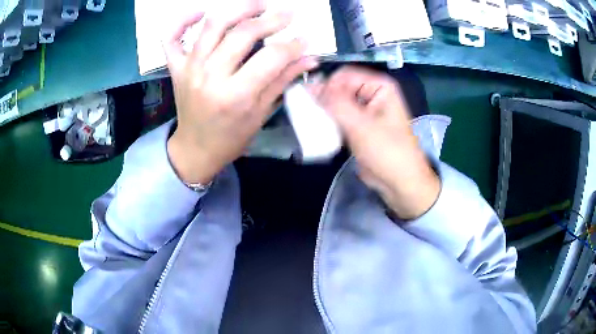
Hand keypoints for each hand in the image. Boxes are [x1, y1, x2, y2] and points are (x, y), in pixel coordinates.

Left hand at [164, 4, 317, 183]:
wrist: (195, 149)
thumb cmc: (230, 137)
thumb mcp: (261, 113)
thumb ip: (283, 80)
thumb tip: (309, 58)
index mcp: (235, 95)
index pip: (271, 57)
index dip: (293, 45)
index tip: (305, 39)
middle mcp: (210, 76)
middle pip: (243, 34)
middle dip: (272, 20)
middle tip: (288, 13)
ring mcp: (189, 69)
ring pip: (213, 26)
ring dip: (238, 9)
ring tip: (258, 5)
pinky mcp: (176, 68)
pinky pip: (171, 38)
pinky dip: (182, 20)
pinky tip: (200, 12)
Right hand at [310, 66, 439, 219]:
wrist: (400, 182)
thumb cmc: (387, 151)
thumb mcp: (360, 125)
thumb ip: (334, 103)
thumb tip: (309, 85)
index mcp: (379, 85)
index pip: (344, 75)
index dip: (327, 85)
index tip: (312, 101)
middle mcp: (372, 93)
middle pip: (340, 88)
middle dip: (324, 98)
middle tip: (308, 112)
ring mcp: (365, 110)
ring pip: (338, 102)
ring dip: (324, 110)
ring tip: (310, 120)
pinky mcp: (359, 126)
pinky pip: (339, 117)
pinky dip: (329, 121)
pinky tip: (318, 128)